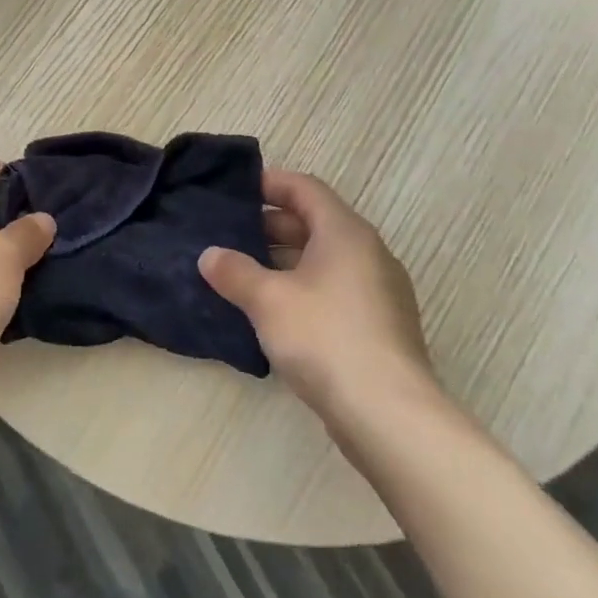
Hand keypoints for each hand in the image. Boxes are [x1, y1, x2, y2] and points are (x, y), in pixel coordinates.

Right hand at [199, 169, 436, 423]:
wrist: (389, 414)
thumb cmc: (325, 338)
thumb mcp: (268, 300)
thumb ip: (235, 272)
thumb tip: (209, 255)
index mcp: (345, 233)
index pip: (305, 188)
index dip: (270, 184)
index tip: (235, 192)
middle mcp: (368, 253)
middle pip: (316, 222)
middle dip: (271, 225)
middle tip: (230, 235)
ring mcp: (379, 291)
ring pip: (325, 259)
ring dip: (285, 260)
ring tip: (244, 273)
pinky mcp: (379, 326)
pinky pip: (335, 289)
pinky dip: (304, 288)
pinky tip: (275, 313)